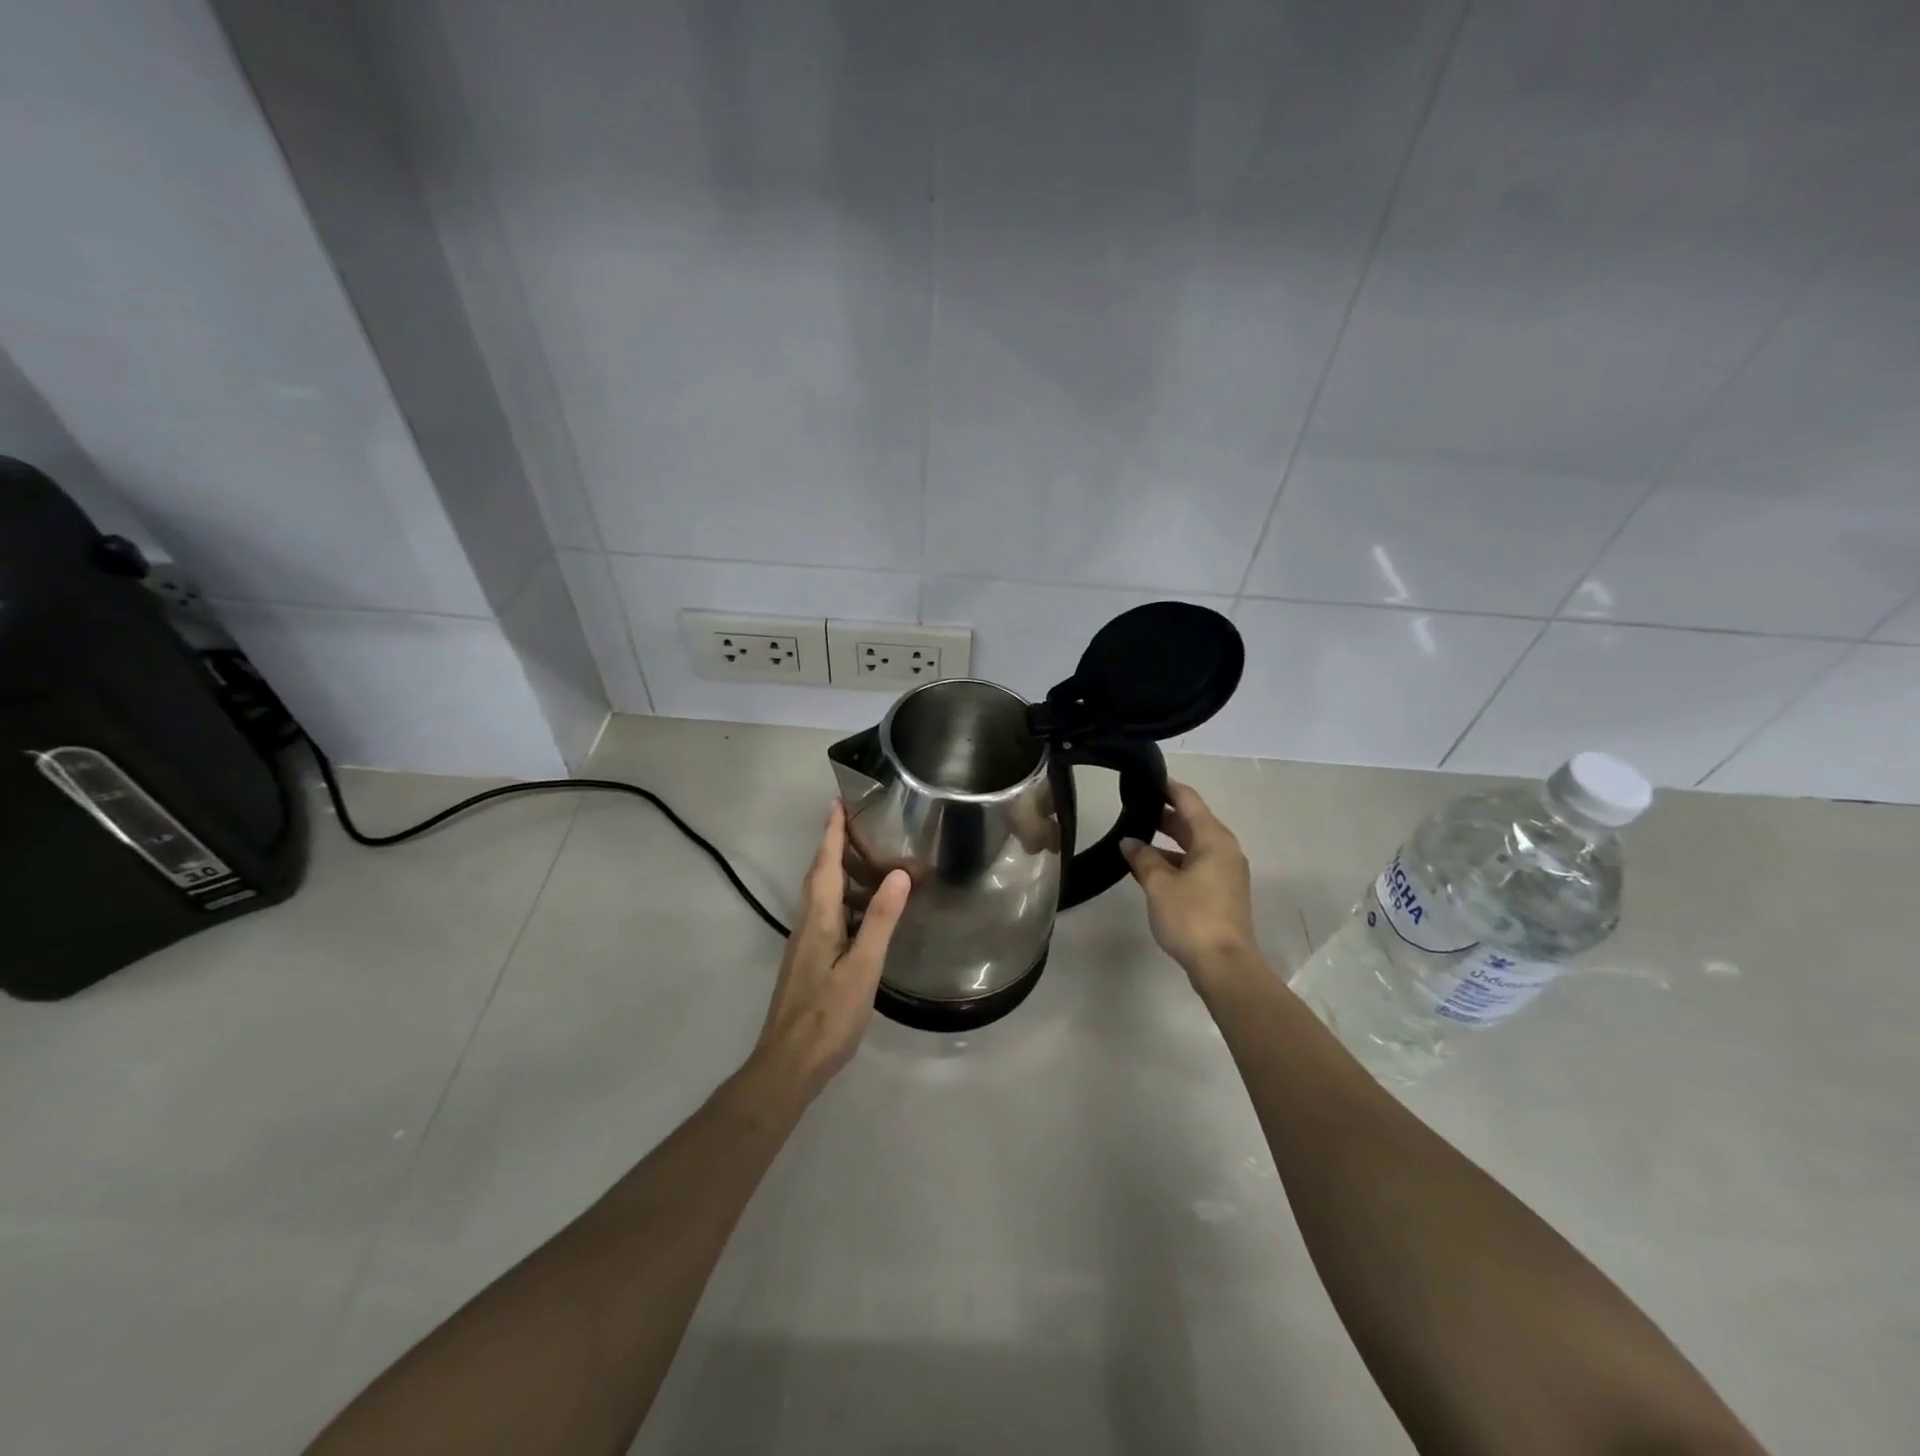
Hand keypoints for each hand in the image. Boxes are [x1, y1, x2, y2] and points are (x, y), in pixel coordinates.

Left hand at [751, 801, 910, 1095]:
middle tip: (853, 821)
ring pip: (819, 894)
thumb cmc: (828, 1015)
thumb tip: (898, 874)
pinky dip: (839, 895)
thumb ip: (880, 920)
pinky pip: (823, 912)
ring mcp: (804, 943)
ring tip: (862, 855)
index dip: (832, 833)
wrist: (788, 1064)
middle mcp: (806, 923)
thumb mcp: (863, 967)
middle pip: (818, 874)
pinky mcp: (808, 960)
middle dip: (832, 844)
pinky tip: (857, 907)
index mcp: (818, 919)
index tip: (838, 802)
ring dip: (835, 868)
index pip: (825, 864)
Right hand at [1121, 781, 1260, 992]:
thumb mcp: (1159, 884)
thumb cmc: (1192, 917)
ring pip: (1193, 846)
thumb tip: (1130, 842)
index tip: (1145, 778)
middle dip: (1163, 815)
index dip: (1167, 787)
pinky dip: (1174, 862)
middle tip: (1132, 807)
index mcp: (1214, 839)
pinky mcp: (1222, 894)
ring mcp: (1225, 873)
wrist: (1224, 965)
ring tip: (1134, 839)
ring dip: (1166, 842)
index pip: (1188, 800)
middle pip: (1192, 822)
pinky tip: (1149, 870)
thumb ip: (1142, 858)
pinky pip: (1195, 865)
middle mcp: (1224, 850)